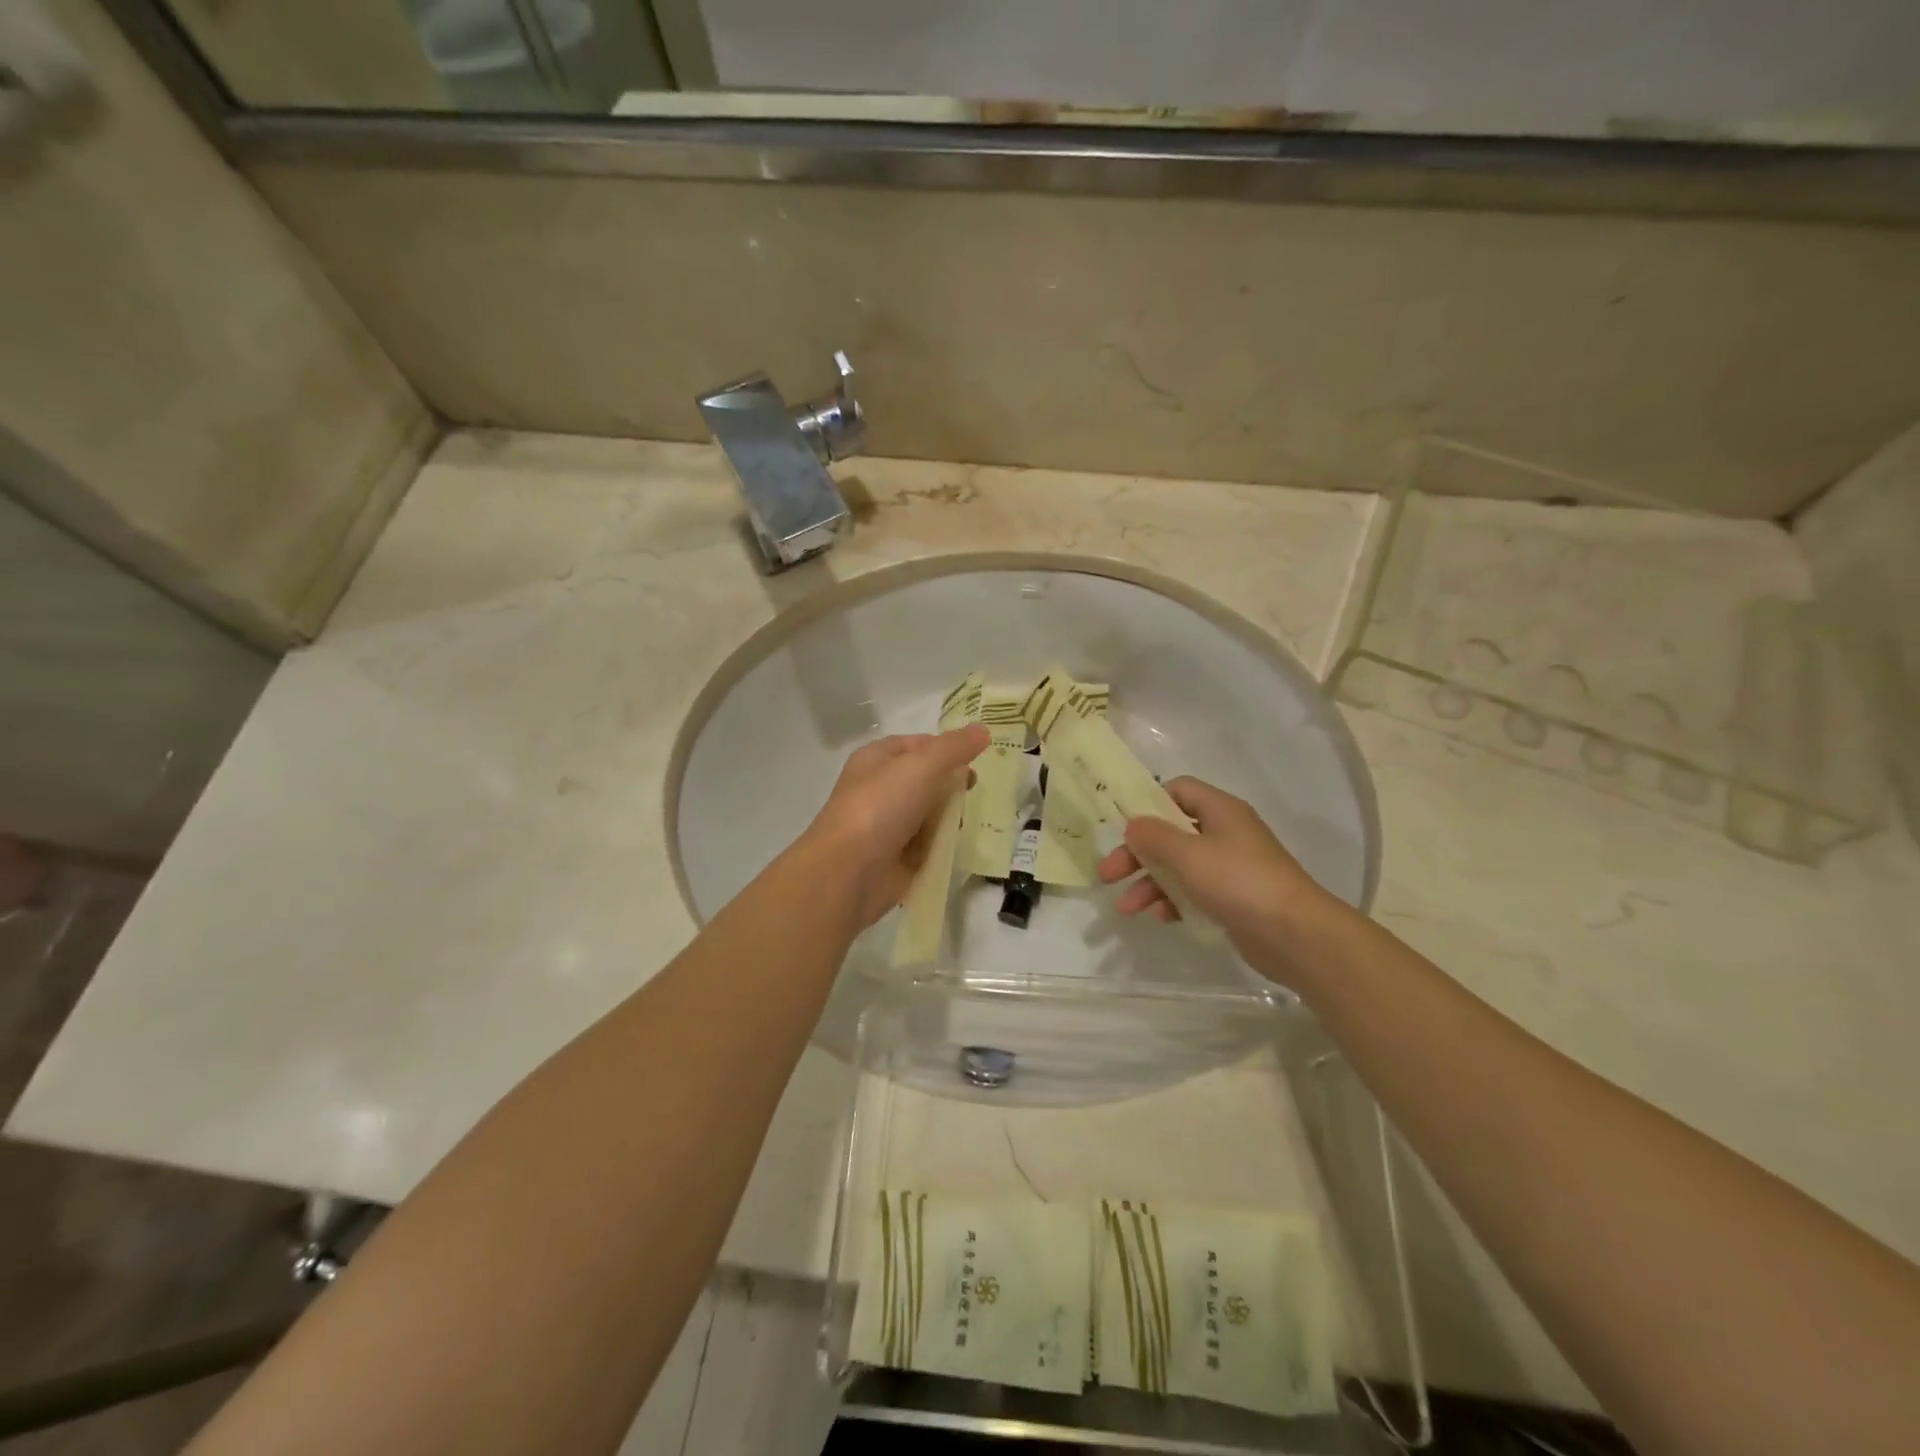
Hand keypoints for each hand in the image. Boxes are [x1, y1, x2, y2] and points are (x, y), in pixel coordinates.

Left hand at [806, 724, 989, 927]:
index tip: (976, 756)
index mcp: (877, 759)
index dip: (946, 747)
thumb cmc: (881, 806)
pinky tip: (961, 844)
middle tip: (975, 790)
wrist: (849, 871)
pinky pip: (930, 843)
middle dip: (952, 784)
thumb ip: (954, 747)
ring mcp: (889, 824)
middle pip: (927, 779)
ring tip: (970, 818)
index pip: (918, 744)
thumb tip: (983, 729)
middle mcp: (881, 789)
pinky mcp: (899, 857)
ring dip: (952, 815)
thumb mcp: (921, 766)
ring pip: (931, 812)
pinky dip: (945, 843)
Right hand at [1095, 776, 1334, 982]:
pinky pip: (1194, 893)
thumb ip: (1154, 836)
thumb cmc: (1238, 881)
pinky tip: (1158, 918)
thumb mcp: (1188, 854)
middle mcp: (1225, 834)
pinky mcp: (1233, 899)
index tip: (1121, 824)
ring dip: (1149, 884)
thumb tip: (1134, 824)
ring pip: (1178, 867)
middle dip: (1137, 854)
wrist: (1295, 934)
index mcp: (1220, 811)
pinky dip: (1173, 902)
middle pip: (1171, 833)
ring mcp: (1230, 868)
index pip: (1178, 791)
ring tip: (1126, 908)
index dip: (1148, 803)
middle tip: (1108, 874)